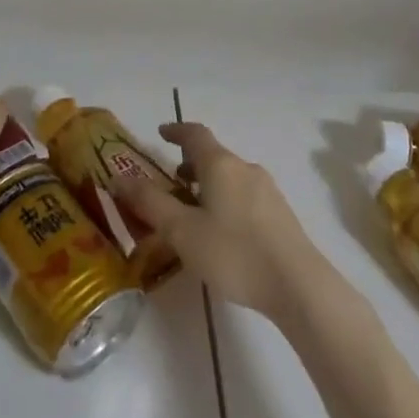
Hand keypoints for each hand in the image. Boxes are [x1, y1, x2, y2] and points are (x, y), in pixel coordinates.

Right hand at [118, 121, 321, 323]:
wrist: (300, 286)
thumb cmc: (234, 253)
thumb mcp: (182, 231)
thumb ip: (150, 204)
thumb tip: (119, 178)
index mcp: (220, 164)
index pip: (194, 133)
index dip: (175, 131)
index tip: (160, 133)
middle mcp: (245, 168)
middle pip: (213, 155)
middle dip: (190, 164)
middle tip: (171, 181)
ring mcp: (267, 191)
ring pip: (230, 177)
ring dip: (208, 184)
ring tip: (193, 210)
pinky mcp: (281, 215)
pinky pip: (245, 196)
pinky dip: (226, 200)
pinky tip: (222, 233)